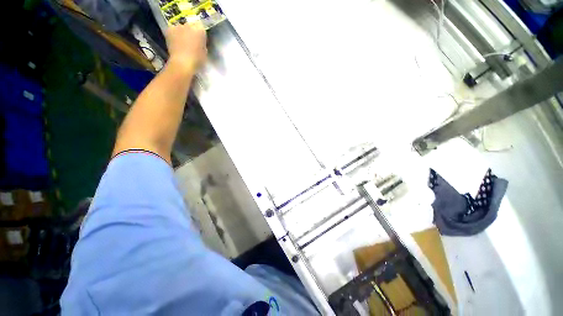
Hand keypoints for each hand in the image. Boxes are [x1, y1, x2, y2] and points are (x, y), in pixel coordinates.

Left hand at [165, 23, 206, 73]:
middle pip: (190, 26)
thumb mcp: (205, 53)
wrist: (182, 63)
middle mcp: (188, 24)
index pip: (201, 27)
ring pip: (181, 28)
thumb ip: (202, 44)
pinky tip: (175, 43)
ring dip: (182, 33)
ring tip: (182, 43)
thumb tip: (199, 43)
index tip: (200, 41)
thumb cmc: (197, 60)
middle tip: (191, 42)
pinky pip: (173, 31)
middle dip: (191, 32)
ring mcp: (177, 26)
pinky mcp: (169, 30)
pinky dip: (174, 35)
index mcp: (199, 29)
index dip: (200, 34)